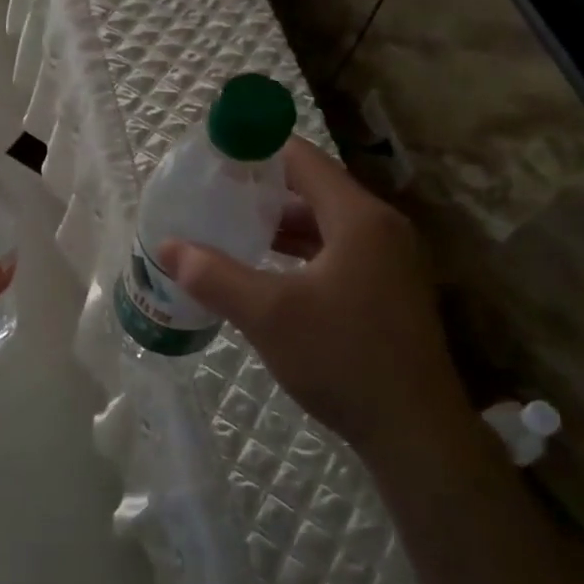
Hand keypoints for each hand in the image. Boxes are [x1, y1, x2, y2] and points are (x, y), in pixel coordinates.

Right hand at [160, 138, 473, 462]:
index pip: (303, 160)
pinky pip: (337, 252)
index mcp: (359, 218)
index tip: (216, 154)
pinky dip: (301, 252)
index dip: (258, 149)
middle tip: (216, 193)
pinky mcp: (388, 291)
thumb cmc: (343, 358)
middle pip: (314, 189)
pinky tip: (268, 269)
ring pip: (326, 224)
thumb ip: (215, 276)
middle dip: (264, 189)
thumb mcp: (268, 314)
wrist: (415, 433)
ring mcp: (389, 261)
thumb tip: (167, 247)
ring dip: (281, 224)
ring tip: (232, 227)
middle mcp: (380, 229)